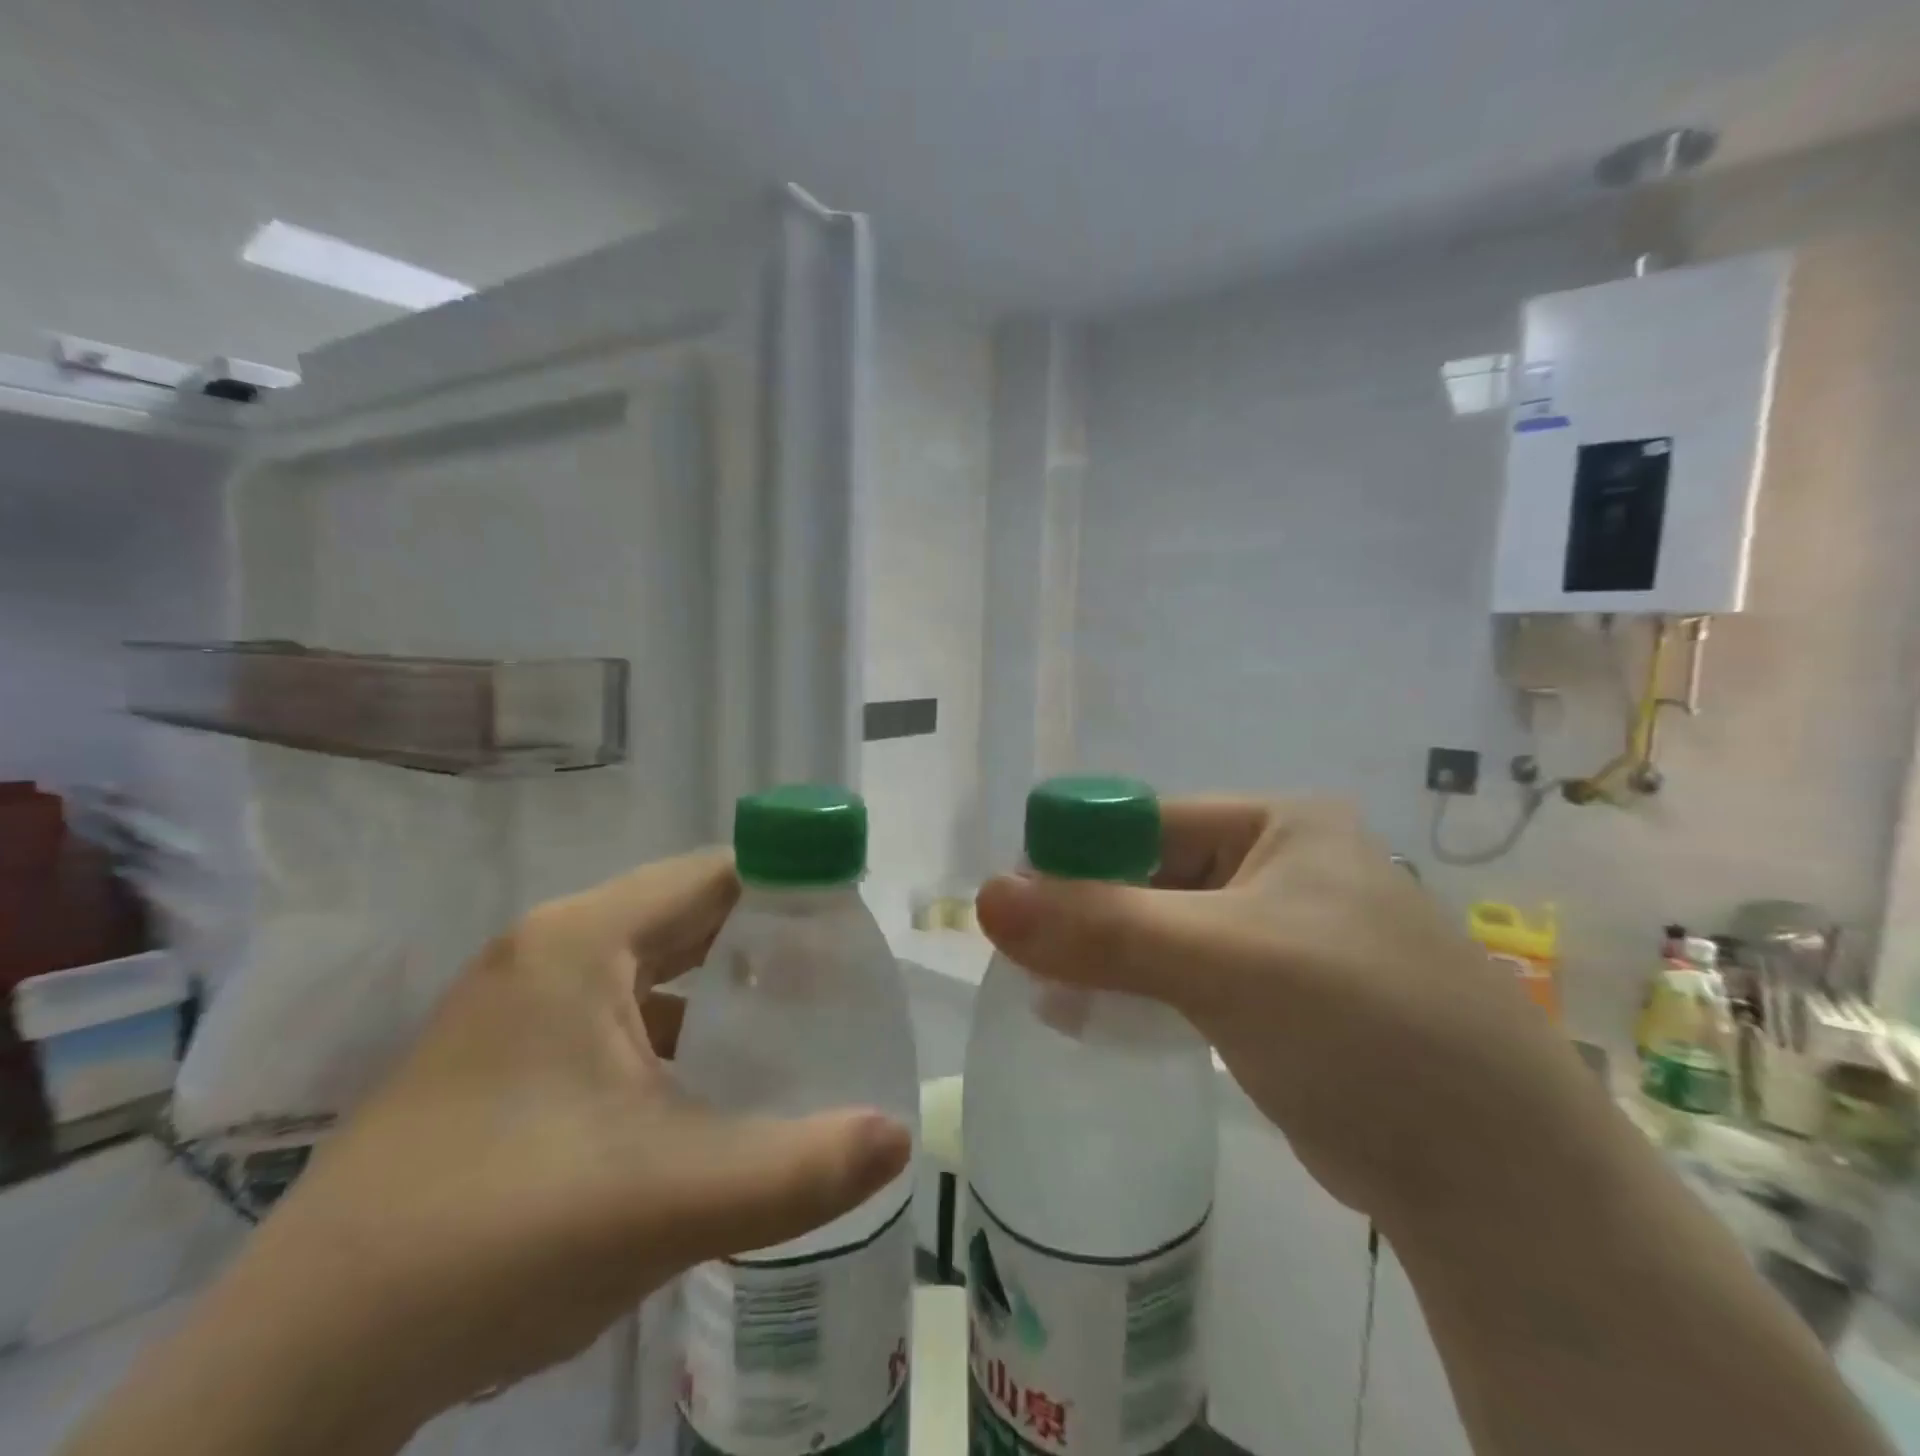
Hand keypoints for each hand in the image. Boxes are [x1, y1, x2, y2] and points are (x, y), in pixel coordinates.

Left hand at [72, 850, 911, 1455]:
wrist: (297, 1370)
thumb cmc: (497, 1237)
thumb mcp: (670, 1200)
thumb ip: (800, 1168)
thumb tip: (899, 1137)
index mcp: (583, 941)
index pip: (716, 873)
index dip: (792, 886)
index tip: (852, 929)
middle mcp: (550, 952)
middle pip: (687, 914)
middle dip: (765, 941)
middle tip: (840, 981)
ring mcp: (519, 1007)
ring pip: (652, 970)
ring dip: (721, 989)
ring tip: (794, 1026)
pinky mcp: (506, 1060)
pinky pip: (617, 1017)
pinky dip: (676, 1032)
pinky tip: (710, 1087)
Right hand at [974, 798, 1594, 1223]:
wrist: (1496, 1179)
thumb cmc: (1362, 1026)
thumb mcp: (1224, 961)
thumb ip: (1103, 926)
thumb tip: (986, 897)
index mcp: (1276, 823)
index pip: (1144, 820)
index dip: (1075, 855)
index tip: (1016, 908)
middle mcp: (1278, 864)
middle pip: (1148, 874)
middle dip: (1087, 915)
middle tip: (1027, 961)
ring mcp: (1279, 933)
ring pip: (1160, 928)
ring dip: (1107, 957)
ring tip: (1053, 997)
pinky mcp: (1276, 997)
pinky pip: (1184, 975)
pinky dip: (1138, 991)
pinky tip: (1096, 1019)